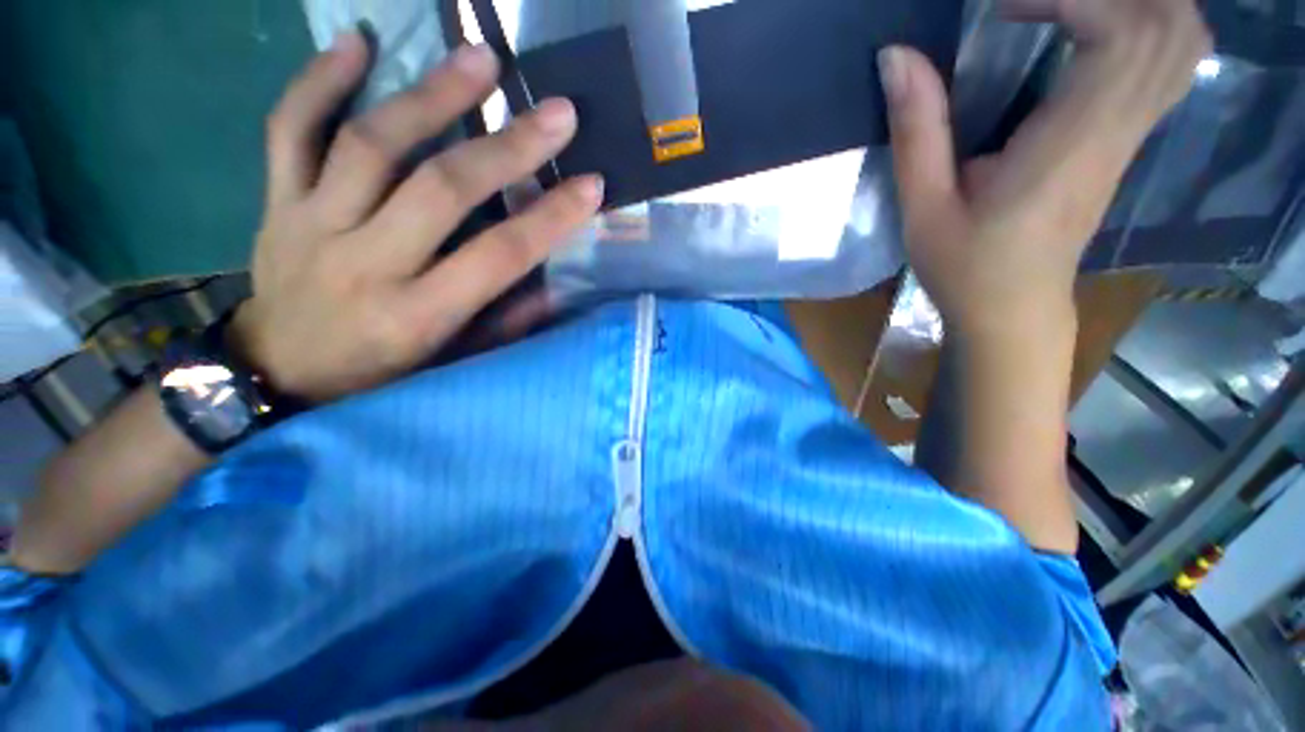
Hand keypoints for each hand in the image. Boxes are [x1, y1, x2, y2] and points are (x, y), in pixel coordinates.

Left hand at [230, 33, 602, 401]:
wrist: (276, 373)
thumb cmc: (378, 374)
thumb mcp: (452, 363)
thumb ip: (504, 323)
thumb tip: (551, 284)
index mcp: (418, 315)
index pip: (499, 256)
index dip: (550, 218)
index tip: (590, 185)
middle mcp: (366, 263)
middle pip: (441, 188)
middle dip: (507, 147)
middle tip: (556, 112)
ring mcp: (312, 224)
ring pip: (370, 144)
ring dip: (431, 94)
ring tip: (480, 57)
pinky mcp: (277, 202)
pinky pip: (289, 129)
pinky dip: (319, 80)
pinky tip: (358, 42)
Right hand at [882, 0, 1210, 340]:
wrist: (1014, 311)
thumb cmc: (964, 269)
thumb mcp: (924, 209)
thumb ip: (918, 131)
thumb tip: (897, 56)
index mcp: (1069, 145)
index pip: (1120, 35)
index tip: (1006, 8)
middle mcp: (1117, 130)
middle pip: (1168, 24)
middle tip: (1036, 6)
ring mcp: (1131, 136)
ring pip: (1182, 40)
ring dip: (1139, 3)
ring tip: (1069, 10)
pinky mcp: (1128, 141)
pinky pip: (1170, 64)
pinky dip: (1149, 27)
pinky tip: (1098, 30)